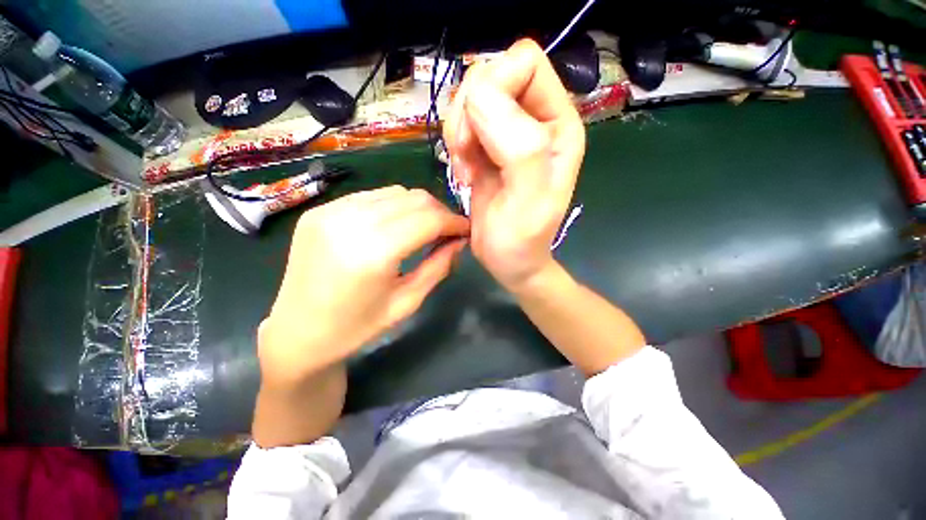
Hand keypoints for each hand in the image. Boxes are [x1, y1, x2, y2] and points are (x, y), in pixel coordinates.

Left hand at [258, 186, 468, 388]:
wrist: (297, 333)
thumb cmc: (357, 327)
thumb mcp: (407, 302)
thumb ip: (438, 266)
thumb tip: (460, 240)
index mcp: (373, 252)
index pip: (429, 219)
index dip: (454, 221)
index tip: (466, 230)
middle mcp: (350, 221)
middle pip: (414, 198)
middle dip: (439, 212)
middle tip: (447, 232)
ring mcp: (330, 211)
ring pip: (394, 192)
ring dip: (417, 207)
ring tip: (423, 229)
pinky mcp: (319, 210)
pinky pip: (370, 197)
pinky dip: (392, 207)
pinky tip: (393, 226)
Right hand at [443, 39, 584, 290]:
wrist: (511, 261)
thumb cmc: (522, 240)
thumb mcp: (528, 200)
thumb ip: (518, 147)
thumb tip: (480, 96)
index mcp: (557, 124)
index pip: (524, 62)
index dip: (493, 87)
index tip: (476, 138)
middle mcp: (536, 120)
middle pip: (492, 75)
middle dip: (468, 114)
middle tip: (466, 157)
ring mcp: (510, 132)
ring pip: (472, 97)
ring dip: (459, 130)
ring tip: (466, 168)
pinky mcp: (488, 147)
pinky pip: (463, 122)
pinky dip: (455, 143)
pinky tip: (464, 172)